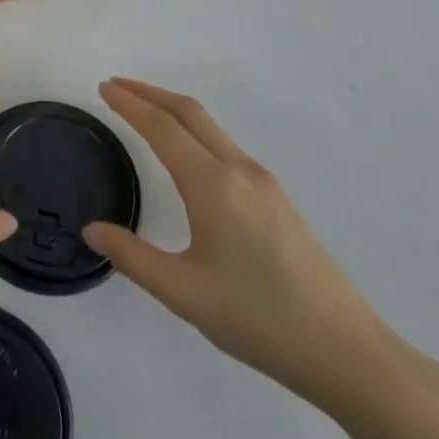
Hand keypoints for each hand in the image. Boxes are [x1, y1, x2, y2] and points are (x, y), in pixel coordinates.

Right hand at [83, 78, 402, 411]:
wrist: (346, 351)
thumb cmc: (257, 318)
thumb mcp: (182, 292)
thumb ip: (131, 256)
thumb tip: (92, 231)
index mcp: (213, 185)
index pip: (162, 128)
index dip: (130, 104)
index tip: (104, 88)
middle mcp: (240, 171)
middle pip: (191, 113)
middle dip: (151, 94)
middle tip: (117, 87)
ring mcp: (265, 184)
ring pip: (212, 129)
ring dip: (174, 111)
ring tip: (144, 113)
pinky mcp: (278, 200)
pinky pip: (226, 147)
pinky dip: (195, 132)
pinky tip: (187, 155)